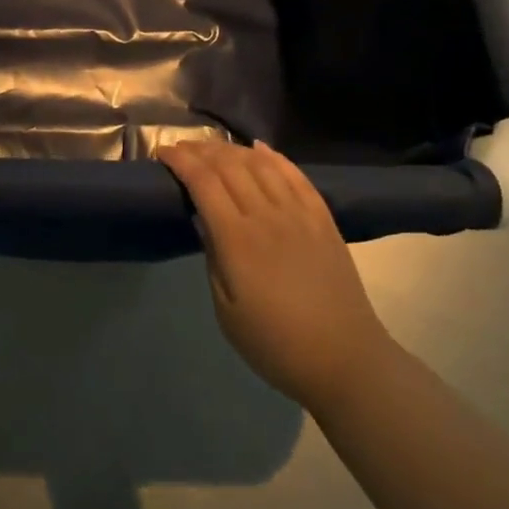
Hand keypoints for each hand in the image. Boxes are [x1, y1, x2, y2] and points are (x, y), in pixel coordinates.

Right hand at [158, 140, 389, 408]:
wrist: (345, 360)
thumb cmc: (275, 344)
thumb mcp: (226, 311)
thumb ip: (212, 258)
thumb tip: (202, 220)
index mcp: (237, 239)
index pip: (203, 182)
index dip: (181, 161)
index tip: (163, 153)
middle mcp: (267, 215)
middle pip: (229, 165)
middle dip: (201, 149)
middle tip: (182, 148)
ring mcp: (299, 213)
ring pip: (260, 163)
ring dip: (232, 149)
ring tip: (214, 148)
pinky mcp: (322, 219)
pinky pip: (296, 175)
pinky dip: (274, 156)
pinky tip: (260, 149)